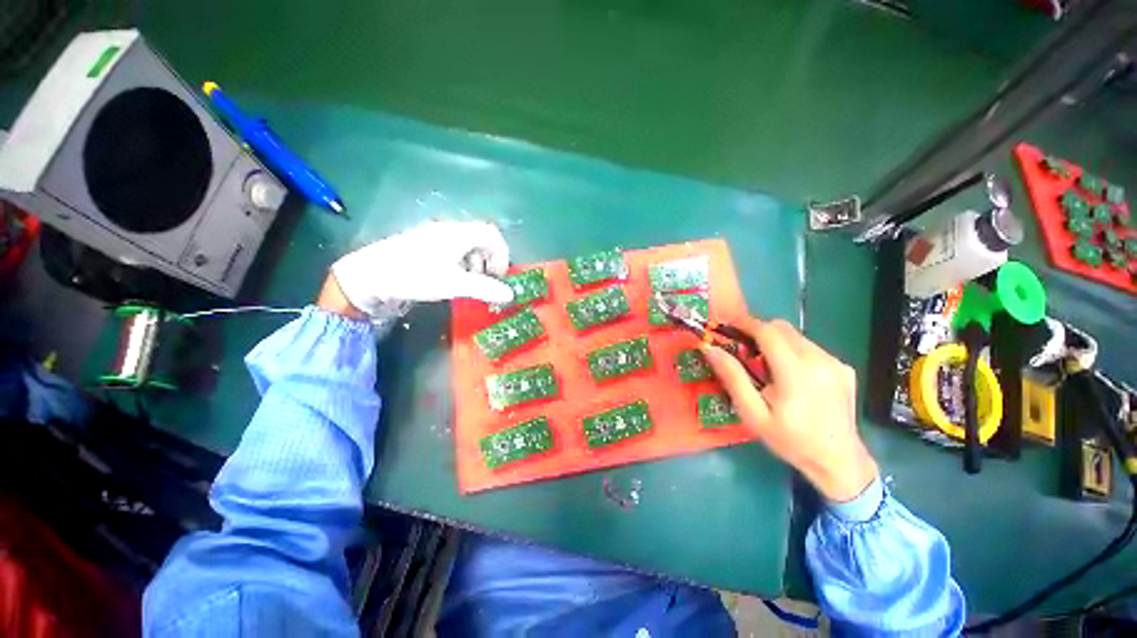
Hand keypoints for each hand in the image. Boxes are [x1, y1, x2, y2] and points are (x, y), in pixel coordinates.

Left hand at [330, 221, 513, 317]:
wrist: (369, 275)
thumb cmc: (415, 275)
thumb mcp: (454, 284)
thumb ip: (485, 288)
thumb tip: (510, 294)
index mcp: (458, 233)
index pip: (492, 233)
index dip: (502, 254)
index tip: (499, 275)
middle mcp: (448, 229)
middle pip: (481, 238)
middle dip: (489, 260)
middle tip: (486, 281)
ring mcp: (435, 235)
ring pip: (467, 244)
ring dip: (476, 263)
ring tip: (469, 282)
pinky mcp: (424, 244)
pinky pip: (453, 249)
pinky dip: (462, 263)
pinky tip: (452, 278)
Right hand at [701, 319, 878, 502]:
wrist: (839, 461)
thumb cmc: (790, 440)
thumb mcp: (753, 413)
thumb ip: (732, 377)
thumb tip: (709, 348)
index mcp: (796, 372)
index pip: (768, 331)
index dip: (745, 323)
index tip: (727, 326)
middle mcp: (820, 360)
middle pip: (782, 328)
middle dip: (758, 331)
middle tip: (742, 348)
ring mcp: (835, 363)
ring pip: (796, 336)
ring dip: (775, 341)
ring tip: (765, 365)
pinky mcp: (843, 367)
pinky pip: (810, 348)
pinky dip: (793, 351)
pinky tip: (790, 376)